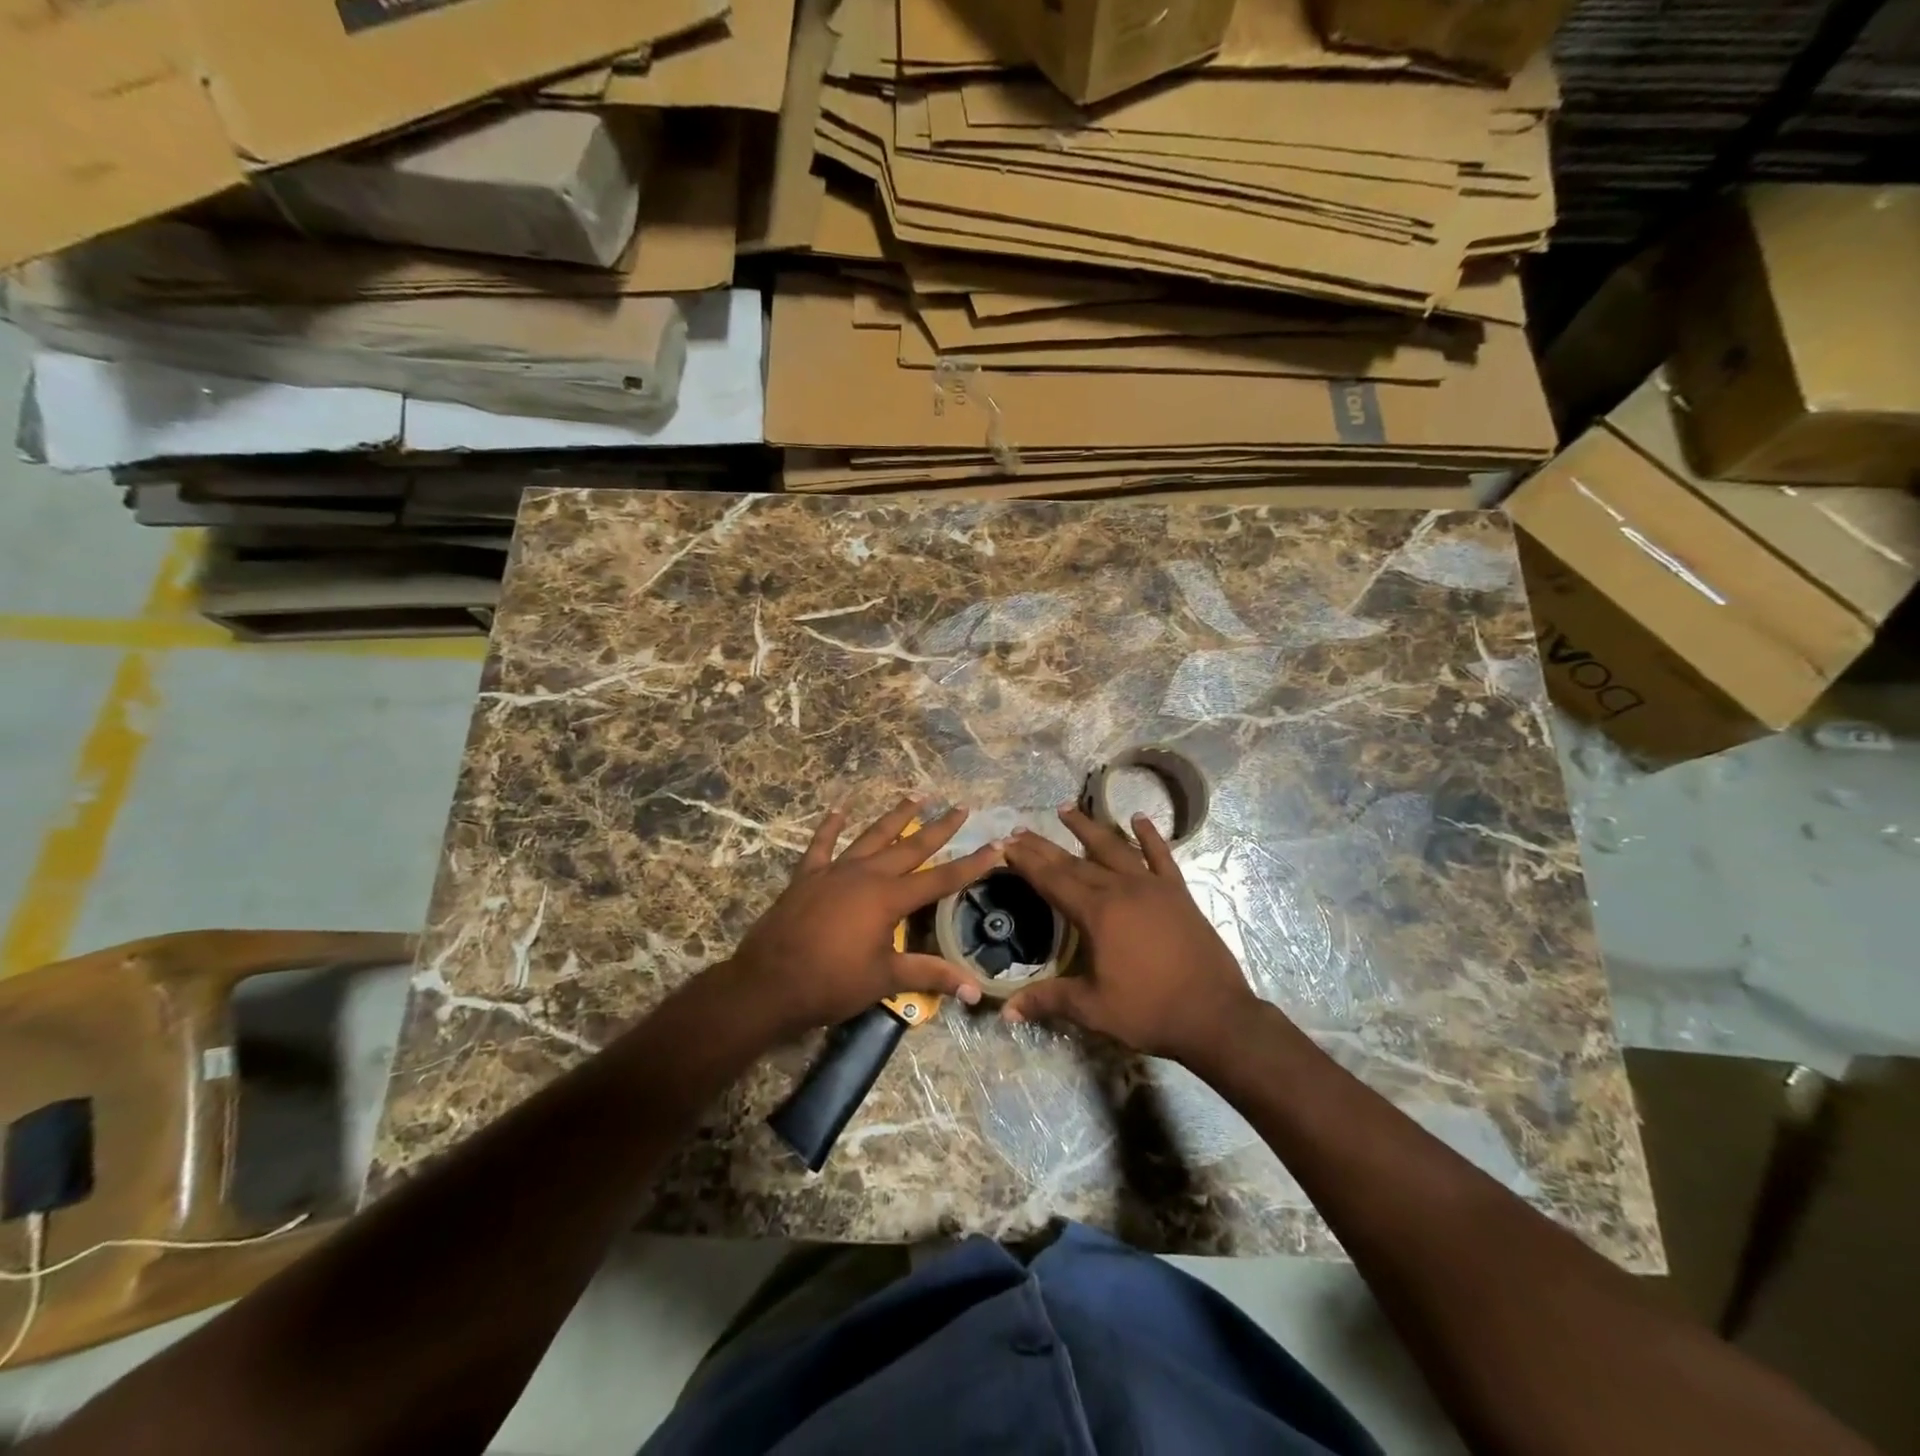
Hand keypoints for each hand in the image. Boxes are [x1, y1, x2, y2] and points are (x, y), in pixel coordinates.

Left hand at [724, 797, 1002, 1036]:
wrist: (768, 984)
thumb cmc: (830, 984)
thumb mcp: (884, 980)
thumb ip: (929, 976)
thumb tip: (974, 991)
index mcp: (888, 899)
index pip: (941, 879)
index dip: (971, 864)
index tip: (996, 844)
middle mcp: (866, 875)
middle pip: (911, 847)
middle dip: (939, 827)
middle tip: (961, 807)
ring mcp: (834, 871)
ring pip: (872, 836)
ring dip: (895, 816)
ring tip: (916, 796)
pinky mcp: (807, 876)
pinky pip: (821, 844)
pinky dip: (830, 826)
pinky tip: (839, 808)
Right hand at [999, 806, 1260, 1064]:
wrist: (1215, 1015)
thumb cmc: (1149, 1011)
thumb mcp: (1093, 1009)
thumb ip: (1048, 1000)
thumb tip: (1006, 1012)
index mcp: (1097, 913)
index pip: (1052, 880)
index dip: (1027, 862)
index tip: (1005, 844)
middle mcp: (1122, 889)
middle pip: (1075, 861)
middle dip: (1044, 846)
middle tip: (1020, 830)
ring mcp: (1153, 887)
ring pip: (1113, 848)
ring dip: (1088, 828)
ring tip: (1065, 809)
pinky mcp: (1178, 893)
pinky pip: (1161, 856)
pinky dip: (1149, 836)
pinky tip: (1139, 818)